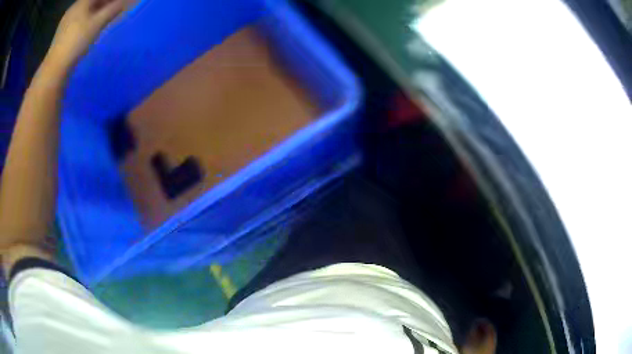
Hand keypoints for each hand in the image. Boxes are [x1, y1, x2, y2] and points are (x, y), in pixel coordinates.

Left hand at [45, 0, 125, 73]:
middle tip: (115, 10)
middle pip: (92, 2)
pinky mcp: (62, 34)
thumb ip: (114, 8)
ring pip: (85, 11)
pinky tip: (90, 29)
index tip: (120, 3)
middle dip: (105, 3)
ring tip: (105, 19)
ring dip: (96, 12)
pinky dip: (88, 21)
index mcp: (81, 2)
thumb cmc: (77, 41)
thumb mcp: (98, 23)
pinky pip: (79, 21)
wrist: (55, 68)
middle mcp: (73, 9)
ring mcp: (66, 22)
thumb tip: (129, 0)